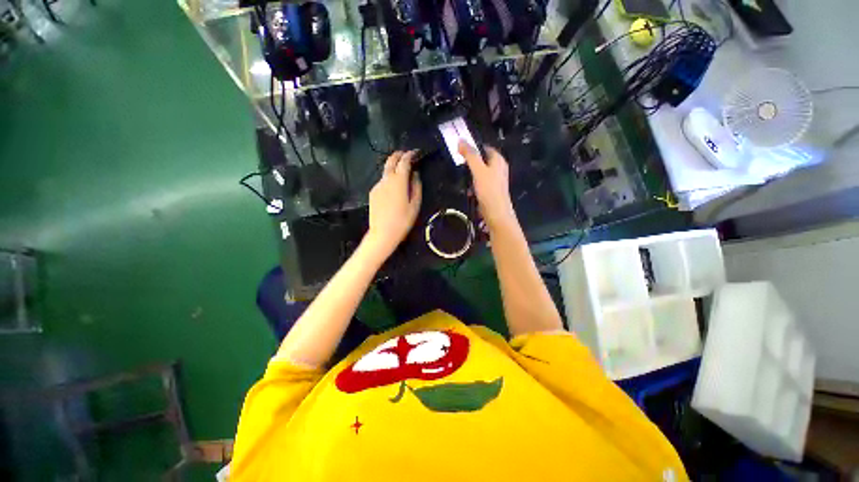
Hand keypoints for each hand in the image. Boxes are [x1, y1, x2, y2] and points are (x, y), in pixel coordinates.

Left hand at [364, 150, 422, 257]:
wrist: (382, 233)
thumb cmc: (402, 221)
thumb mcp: (415, 205)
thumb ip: (416, 187)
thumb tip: (415, 174)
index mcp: (398, 181)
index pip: (404, 161)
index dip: (410, 154)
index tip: (415, 152)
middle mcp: (386, 180)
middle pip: (391, 161)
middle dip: (399, 155)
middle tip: (406, 155)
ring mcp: (377, 185)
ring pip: (386, 172)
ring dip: (394, 169)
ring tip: (402, 174)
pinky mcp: (373, 192)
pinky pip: (382, 182)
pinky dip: (389, 180)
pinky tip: (393, 189)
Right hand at [459, 141, 515, 227]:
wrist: (495, 213)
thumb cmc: (489, 190)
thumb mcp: (478, 170)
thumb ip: (470, 155)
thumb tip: (461, 140)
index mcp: (498, 160)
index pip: (484, 148)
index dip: (473, 148)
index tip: (460, 152)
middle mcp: (498, 168)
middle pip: (481, 161)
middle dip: (470, 165)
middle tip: (461, 168)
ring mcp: (495, 181)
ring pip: (479, 174)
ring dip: (470, 177)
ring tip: (465, 182)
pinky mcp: (490, 191)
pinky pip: (479, 185)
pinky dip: (473, 187)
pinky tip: (470, 192)